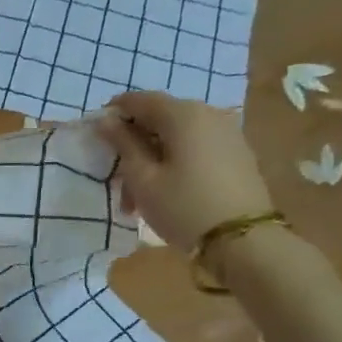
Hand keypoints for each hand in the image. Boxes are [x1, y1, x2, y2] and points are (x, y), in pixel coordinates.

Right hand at [97, 92, 273, 254]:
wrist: (244, 241)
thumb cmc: (183, 207)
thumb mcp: (143, 179)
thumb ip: (123, 145)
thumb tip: (105, 121)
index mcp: (183, 114)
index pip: (140, 100)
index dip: (115, 113)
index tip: (97, 135)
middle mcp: (208, 114)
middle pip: (160, 118)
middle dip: (134, 143)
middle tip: (117, 177)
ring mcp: (227, 133)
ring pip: (178, 136)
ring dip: (153, 158)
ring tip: (138, 197)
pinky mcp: (237, 153)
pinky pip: (196, 147)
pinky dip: (175, 161)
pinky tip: (166, 191)